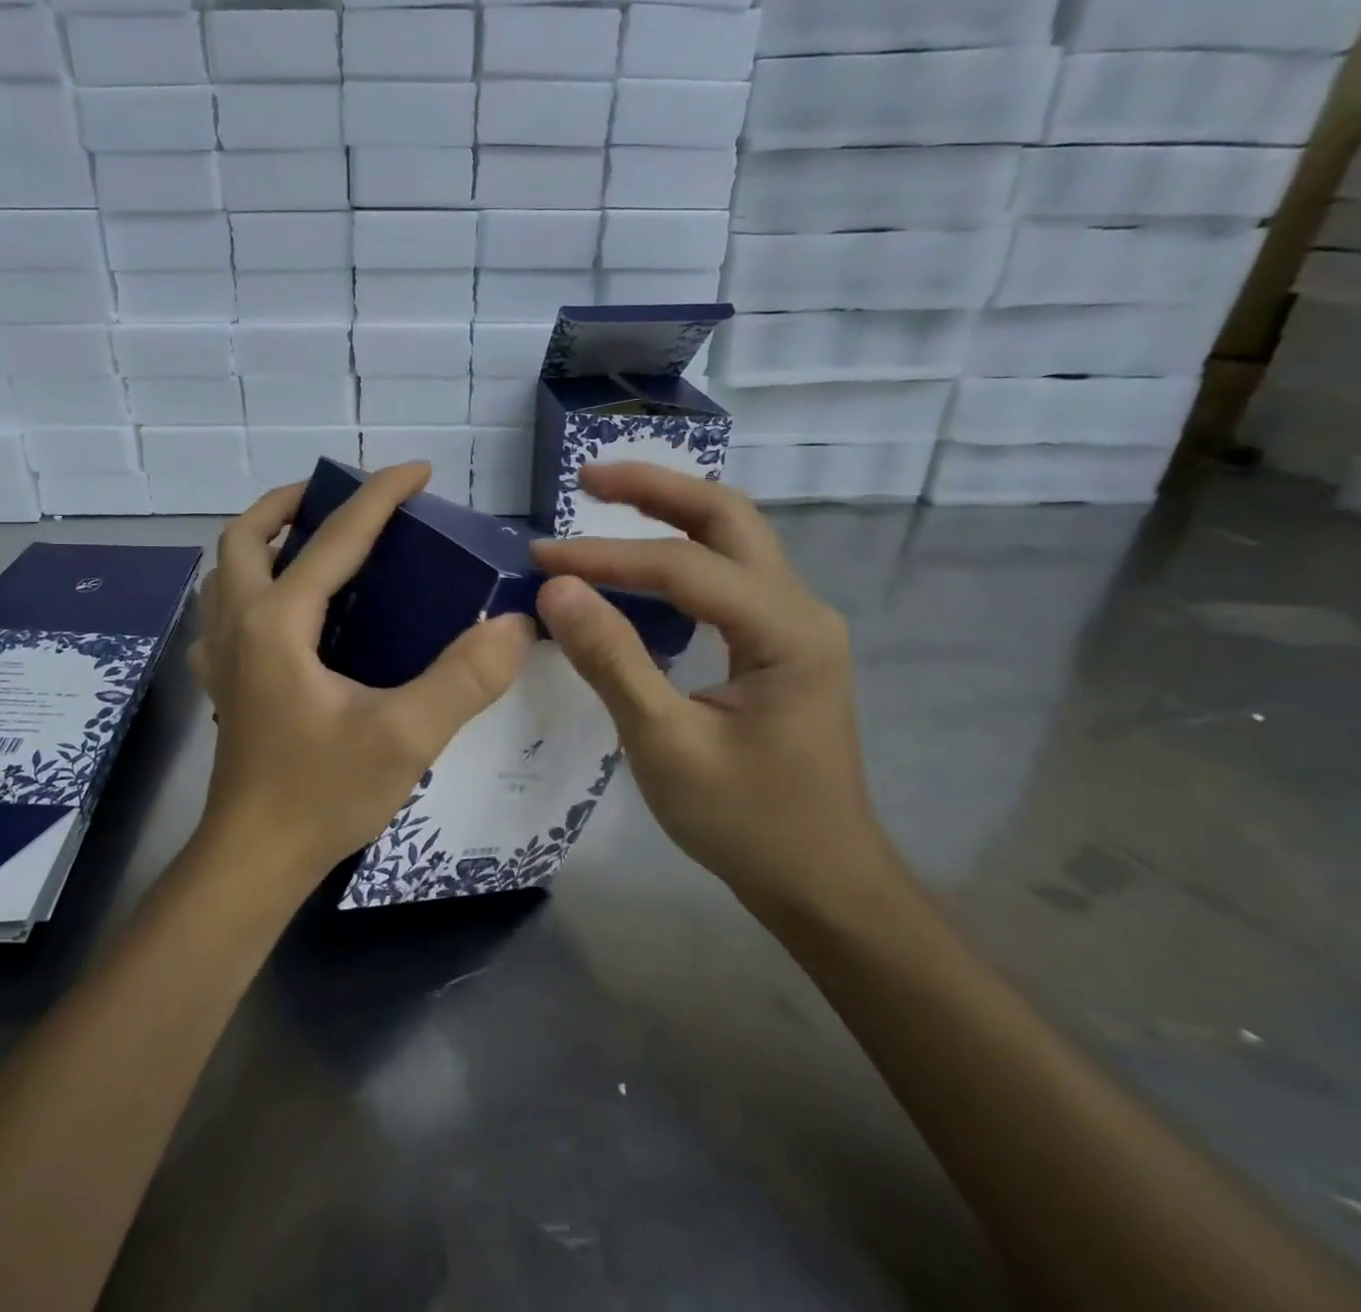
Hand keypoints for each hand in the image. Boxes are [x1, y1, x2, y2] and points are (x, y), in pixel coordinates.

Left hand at [189, 463, 535, 887]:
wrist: (254, 861)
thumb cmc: (322, 795)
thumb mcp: (405, 737)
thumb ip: (464, 678)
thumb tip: (514, 624)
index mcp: (278, 623)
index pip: (334, 539)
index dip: (378, 496)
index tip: (418, 471)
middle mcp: (239, 625)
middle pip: (245, 536)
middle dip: (291, 502)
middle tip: (338, 499)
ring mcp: (222, 656)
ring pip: (225, 571)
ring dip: (262, 539)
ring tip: (309, 541)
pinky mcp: (224, 685)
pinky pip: (223, 613)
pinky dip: (247, 587)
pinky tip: (284, 612)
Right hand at [529, 463, 901, 922]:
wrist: (821, 880)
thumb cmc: (747, 821)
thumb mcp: (666, 745)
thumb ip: (612, 661)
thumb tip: (556, 589)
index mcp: (784, 631)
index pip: (682, 566)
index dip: (604, 557)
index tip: (539, 560)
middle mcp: (799, 609)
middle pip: (726, 518)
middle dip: (655, 489)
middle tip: (587, 479)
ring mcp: (794, 625)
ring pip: (732, 539)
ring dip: (669, 511)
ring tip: (605, 499)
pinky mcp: (779, 644)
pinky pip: (727, 576)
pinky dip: (679, 552)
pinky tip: (639, 561)